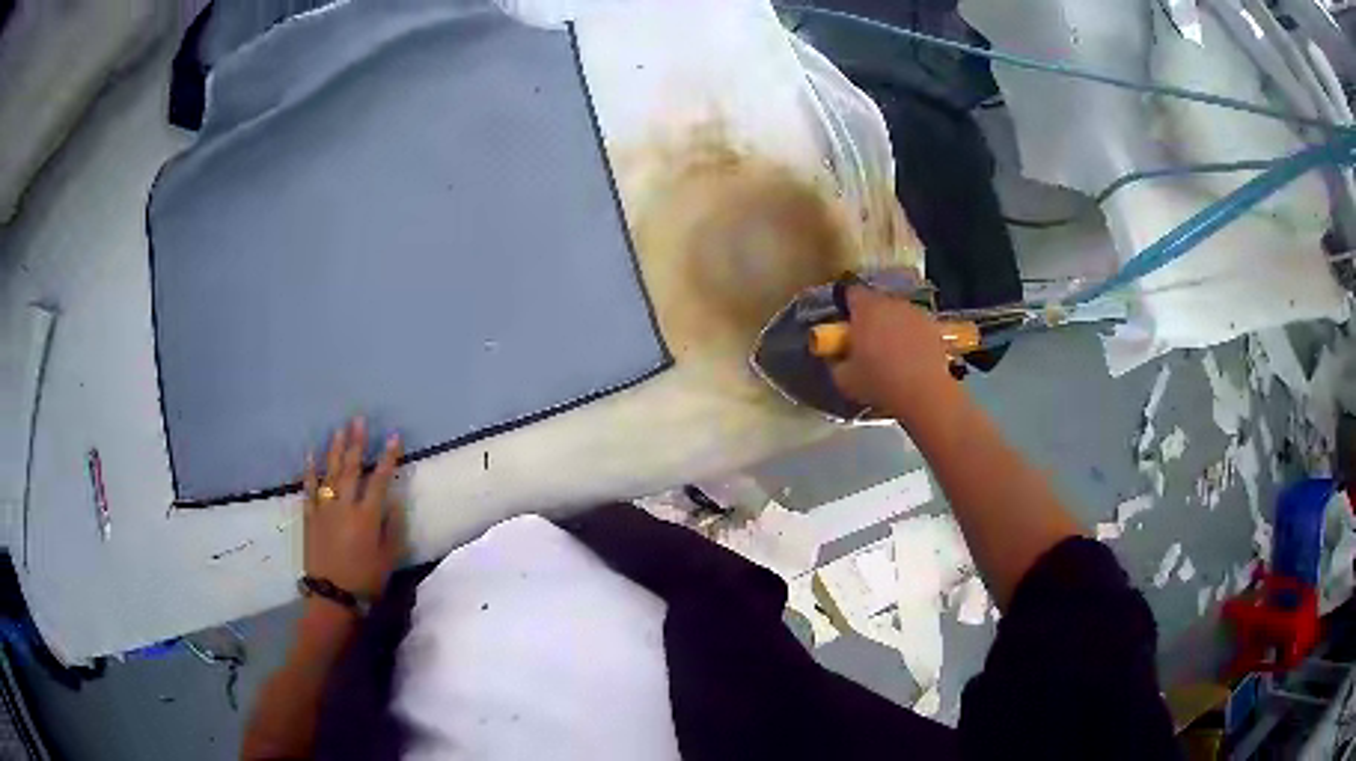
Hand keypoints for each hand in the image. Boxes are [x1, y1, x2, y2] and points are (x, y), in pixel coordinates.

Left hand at [302, 418, 405, 598]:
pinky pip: (309, 488)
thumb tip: (393, 500)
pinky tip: (311, 455)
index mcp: (368, 516)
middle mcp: (345, 506)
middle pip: (351, 468)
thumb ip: (392, 526)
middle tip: (358, 420)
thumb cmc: (367, 580)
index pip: (380, 479)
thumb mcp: (389, 557)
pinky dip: (310, 471)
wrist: (333, 596)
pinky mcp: (310, 517)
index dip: (388, 457)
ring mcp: (324, 509)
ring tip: (339, 430)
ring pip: (330, 473)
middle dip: (356, 443)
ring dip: (335, 450)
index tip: (393, 436)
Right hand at [829, 286, 959, 423]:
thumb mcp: (844, 379)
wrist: (924, 393)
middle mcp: (892, 303)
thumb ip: (837, 361)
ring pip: (898, 314)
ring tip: (891, 354)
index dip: (846, 306)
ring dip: (892, 327)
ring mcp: (916, 314)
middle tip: (866, 343)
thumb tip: (838, 358)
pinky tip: (910, 360)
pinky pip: (916, 327)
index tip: (845, 325)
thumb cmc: (879, 382)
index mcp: (867, 309)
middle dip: (871, 318)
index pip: (851, 293)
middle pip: (877, 302)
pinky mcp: (934, 328)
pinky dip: (912, 338)